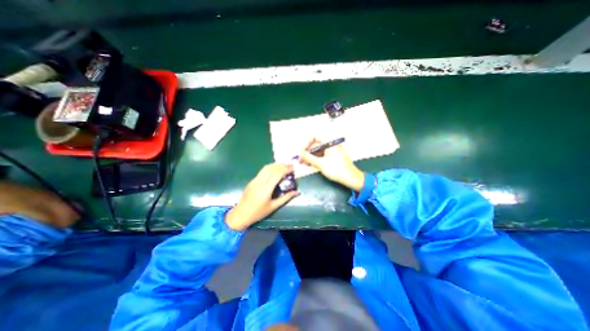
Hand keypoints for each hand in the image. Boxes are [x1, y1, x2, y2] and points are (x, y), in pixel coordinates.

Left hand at [226, 165, 299, 230]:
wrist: (241, 214)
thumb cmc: (258, 212)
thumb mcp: (274, 206)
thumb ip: (286, 198)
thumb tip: (297, 192)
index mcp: (266, 188)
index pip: (277, 174)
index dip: (286, 169)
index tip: (293, 168)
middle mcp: (260, 181)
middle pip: (272, 168)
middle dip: (282, 165)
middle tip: (290, 165)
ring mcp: (255, 180)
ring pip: (266, 168)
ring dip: (276, 165)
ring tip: (284, 166)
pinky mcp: (252, 180)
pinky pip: (262, 171)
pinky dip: (270, 168)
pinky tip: (275, 170)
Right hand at [300, 137, 364, 189]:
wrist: (352, 179)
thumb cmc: (337, 169)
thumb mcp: (320, 163)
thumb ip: (308, 157)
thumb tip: (299, 153)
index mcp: (329, 143)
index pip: (315, 137)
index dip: (306, 143)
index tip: (302, 151)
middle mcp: (331, 145)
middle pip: (316, 145)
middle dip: (308, 152)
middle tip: (301, 160)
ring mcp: (333, 151)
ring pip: (319, 151)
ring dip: (311, 157)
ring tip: (305, 164)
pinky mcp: (334, 157)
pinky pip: (323, 156)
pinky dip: (317, 159)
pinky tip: (312, 165)